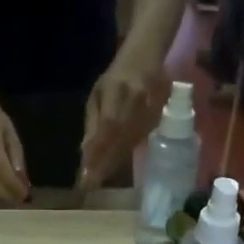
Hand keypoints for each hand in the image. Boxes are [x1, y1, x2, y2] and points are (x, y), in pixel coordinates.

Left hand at [79, 59, 162, 191]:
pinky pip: (138, 142)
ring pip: (129, 143)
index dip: (98, 149)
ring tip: (97, 180)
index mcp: (117, 89)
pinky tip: (113, 168)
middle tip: (88, 184)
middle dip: (103, 162)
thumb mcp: (98, 93)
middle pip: (119, 138)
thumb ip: (93, 121)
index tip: (85, 171)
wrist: (146, 60)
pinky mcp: (158, 119)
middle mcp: (136, 100)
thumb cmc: (116, 77)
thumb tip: (85, 151)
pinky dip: (124, 156)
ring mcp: (150, 110)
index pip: (108, 125)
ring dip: (113, 163)